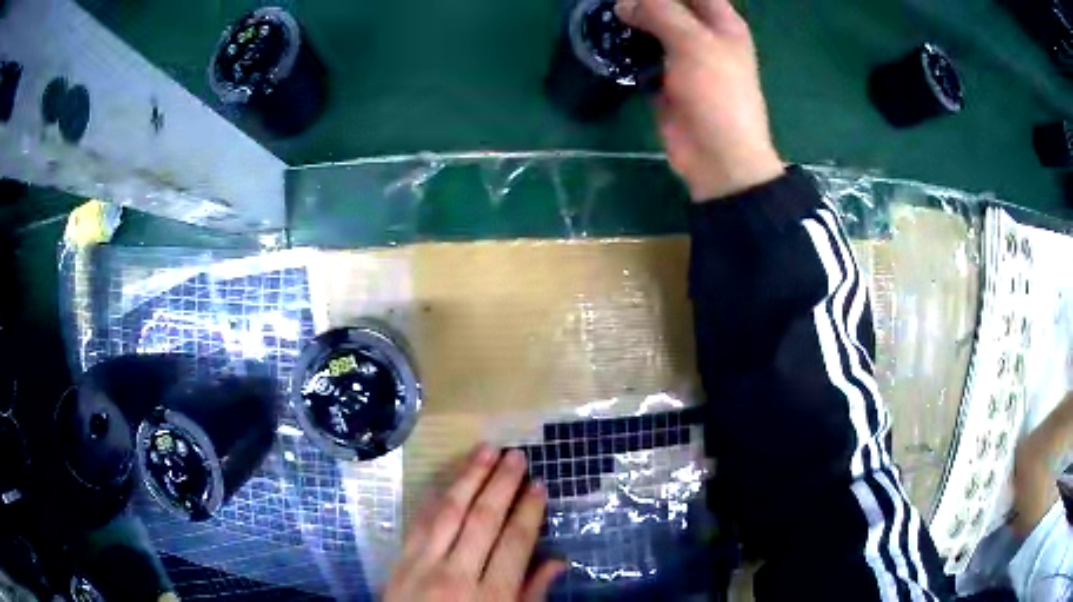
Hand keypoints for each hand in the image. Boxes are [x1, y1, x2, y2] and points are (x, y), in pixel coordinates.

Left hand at [385, 446, 565, 600]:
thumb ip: (531, 595)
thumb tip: (557, 562)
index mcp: (490, 595)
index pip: (514, 543)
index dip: (529, 511)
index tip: (539, 485)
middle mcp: (456, 574)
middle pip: (482, 520)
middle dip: (501, 484)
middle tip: (516, 456)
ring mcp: (423, 563)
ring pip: (449, 511)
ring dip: (468, 478)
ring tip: (486, 451)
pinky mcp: (400, 558)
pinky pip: (420, 520)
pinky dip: (437, 496)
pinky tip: (450, 479)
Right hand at [616, 0, 784, 200]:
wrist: (717, 156)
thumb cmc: (716, 93)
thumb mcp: (693, 43)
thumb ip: (659, 12)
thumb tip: (623, 3)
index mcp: (722, 24)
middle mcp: (704, 37)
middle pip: (670, 7)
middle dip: (642, 3)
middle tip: (613, 2)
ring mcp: (684, 59)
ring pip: (653, 30)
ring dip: (631, 24)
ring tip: (603, 15)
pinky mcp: (665, 81)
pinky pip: (643, 57)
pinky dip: (627, 50)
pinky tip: (607, 42)